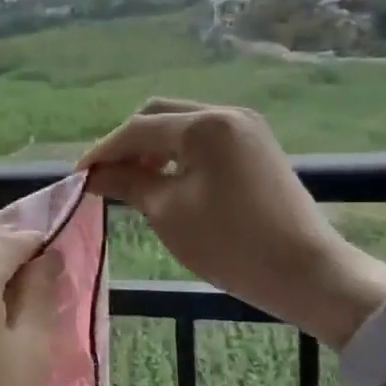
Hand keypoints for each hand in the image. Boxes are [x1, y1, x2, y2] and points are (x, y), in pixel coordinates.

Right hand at [80, 98, 385, 347]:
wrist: (307, 272)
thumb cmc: (232, 244)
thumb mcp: (169, 213)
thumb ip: (128, 182)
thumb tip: (93, 175)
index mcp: (204, 126)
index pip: (138, 129)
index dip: (103, 152)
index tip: (79, 177)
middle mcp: (226, 113)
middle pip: (159, 115)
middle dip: (127, 143)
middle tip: (106, 177)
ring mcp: (245, 127)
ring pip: (181, 124)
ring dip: (152, 147)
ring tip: (133, 182)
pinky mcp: (255, 146)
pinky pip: (203, 138)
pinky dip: (177, 153)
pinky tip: (166, 180)